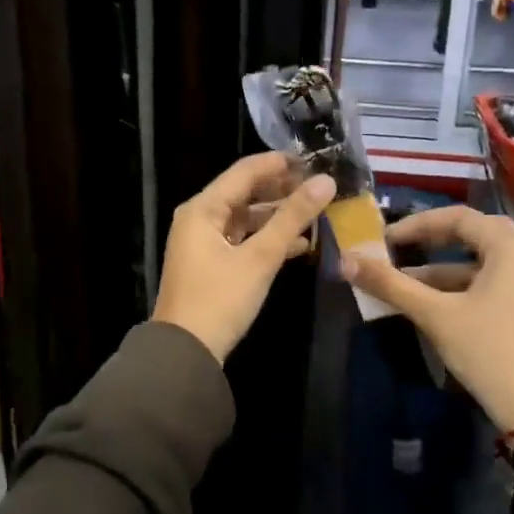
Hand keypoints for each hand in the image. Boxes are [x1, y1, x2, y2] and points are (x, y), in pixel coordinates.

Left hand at [153, 152, 335, 362]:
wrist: (186, 353)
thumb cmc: (220, 299)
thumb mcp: (260, 257)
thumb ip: (292, 218)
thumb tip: (326, 182)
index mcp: (203, 208)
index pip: (245, 171)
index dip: (280, 164)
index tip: (315, 160)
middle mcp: (200, 218)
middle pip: (245, 193)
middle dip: (282, 190)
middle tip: (320, 187)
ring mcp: (204, 242)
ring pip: (247, 218)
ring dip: (278, 216)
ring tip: (316, 213)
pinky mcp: (212, 264)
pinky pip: (244, 240)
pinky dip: (268, 240)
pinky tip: (301, 244)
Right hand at [342, 205, 513, 434]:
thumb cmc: (487, 350)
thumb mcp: (435, 315)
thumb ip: (391, 284)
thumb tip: (346, 260)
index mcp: (510, 249)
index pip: (460, 217)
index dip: (418, 223)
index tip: (386, 240)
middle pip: (473, 235)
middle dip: (431, 240)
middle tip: (398, 249)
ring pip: (478, 264)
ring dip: (439, 269)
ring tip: (400, 283)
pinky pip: (487, 284)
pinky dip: (456, 288)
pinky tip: (427, 306)